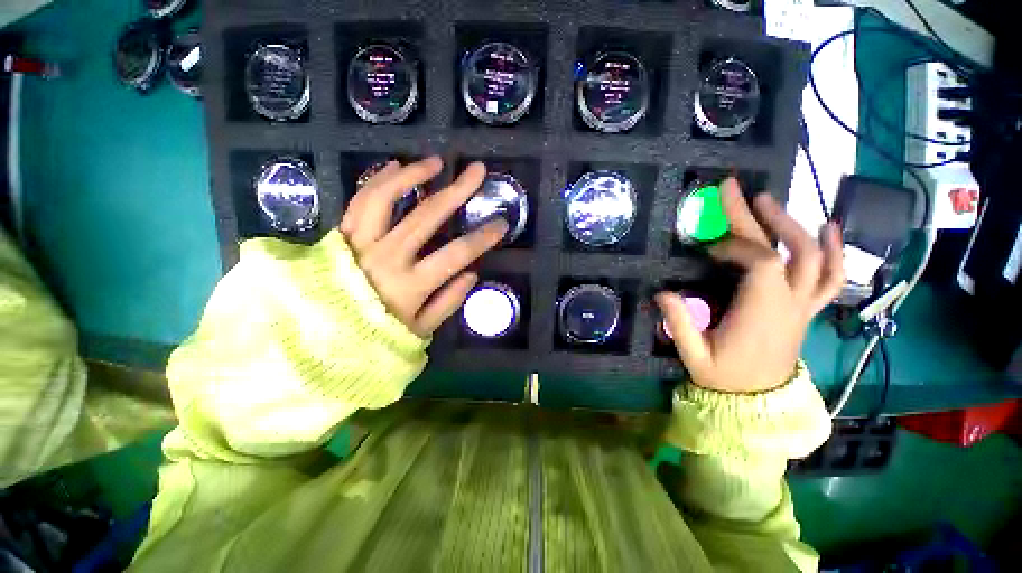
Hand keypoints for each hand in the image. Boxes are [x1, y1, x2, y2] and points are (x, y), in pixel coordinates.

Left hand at [340, 157, 507, 336]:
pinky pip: (361, 201)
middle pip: (427, 215)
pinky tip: (397, 167)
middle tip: (476, 172)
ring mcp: (360, 243)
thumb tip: (472, 273)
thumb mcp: (420, 330)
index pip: (457, 254)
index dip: (483, 237)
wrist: (320, 339)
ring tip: (436, 162)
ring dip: (413, 175)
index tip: (501, 223)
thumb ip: (448, 302)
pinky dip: (379, 181)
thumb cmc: (376, 338)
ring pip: (386, 197)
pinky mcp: (343, 235)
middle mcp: (387, 257)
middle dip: (457, 190)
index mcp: (411, 285)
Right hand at [655, 178, 843, 392]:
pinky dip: (833, 251)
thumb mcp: (694, 355)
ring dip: (792, 226)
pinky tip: (827, 228)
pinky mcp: (805, 309)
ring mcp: (803, 305)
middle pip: (785, 250)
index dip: (735, 247)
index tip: (709, 250)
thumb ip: (679, 323)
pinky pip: (831, 277)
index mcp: (762, 312)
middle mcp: (789, 303)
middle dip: (760, 219)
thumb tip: (662, 292)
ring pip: (812, 258)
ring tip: (772, 203)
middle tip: (739, 193)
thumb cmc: (724, 378)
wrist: (757, 401)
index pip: (761, 263)